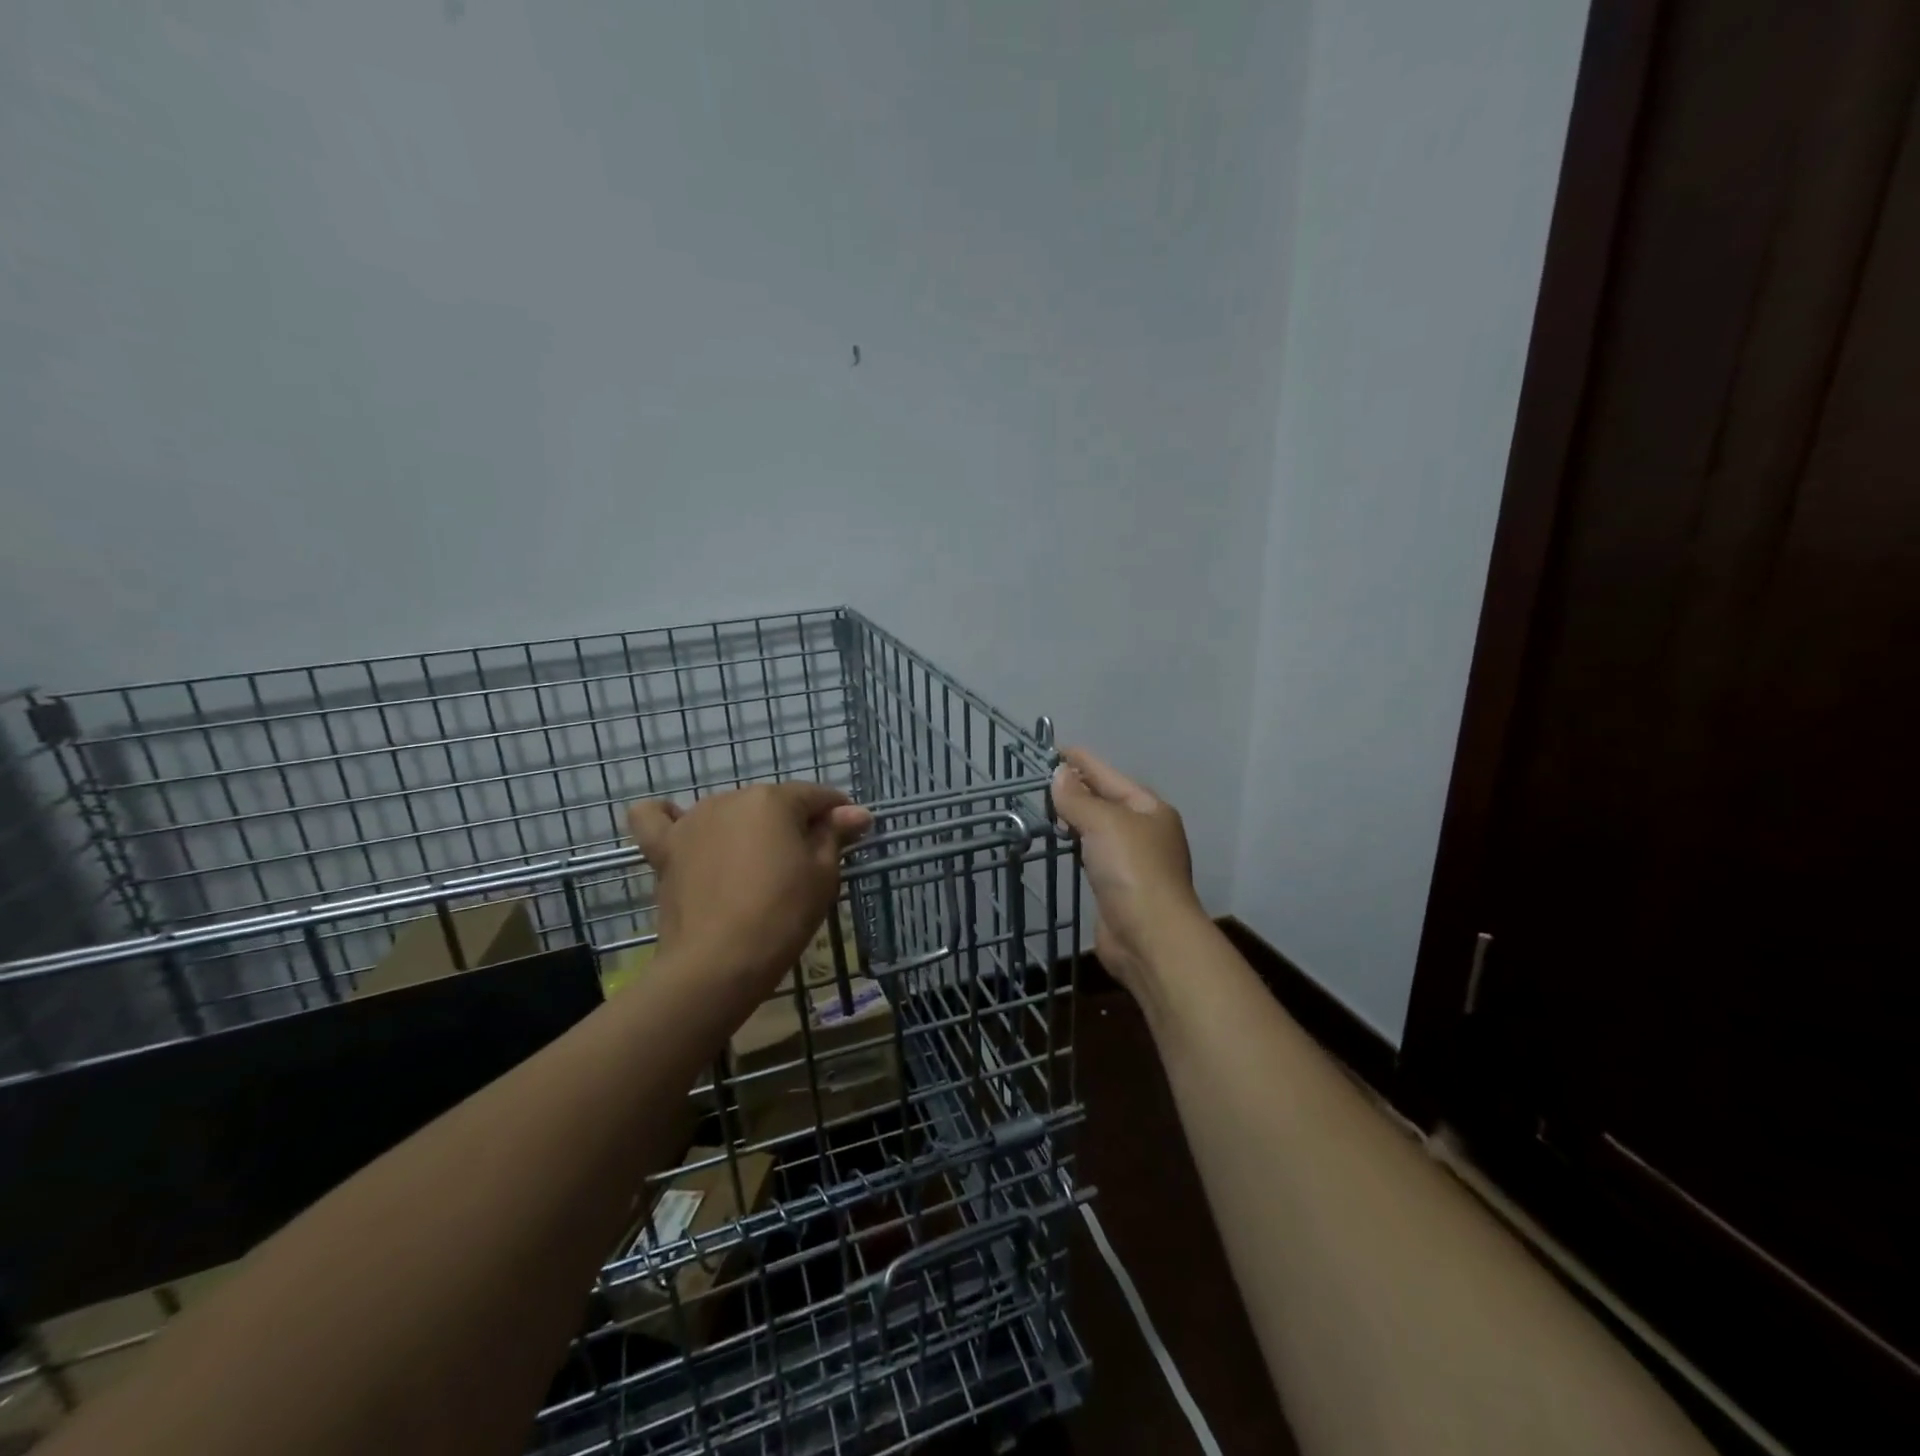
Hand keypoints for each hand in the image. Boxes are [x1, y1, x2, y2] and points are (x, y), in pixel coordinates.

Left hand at [628, 784, 872, 990]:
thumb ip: (836, 834)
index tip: (850, 838)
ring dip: (747, 829)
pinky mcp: (665, 849)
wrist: (718, 962)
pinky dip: (667, 817)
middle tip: (805, 865)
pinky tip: (679, 826)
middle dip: (793, 824)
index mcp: (774, 799)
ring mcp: (693, 822)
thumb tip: (856, 811)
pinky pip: (656, 820)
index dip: (838, 815)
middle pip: (773, 804)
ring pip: (730, 813)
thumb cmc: (782, 914)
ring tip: (756, 867)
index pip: (817, 797)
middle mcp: (731, 798)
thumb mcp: (824, 874)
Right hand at [1051, 747, 1203, 993]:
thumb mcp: (1103, 823)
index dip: (1083, 761)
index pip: (1110, 776)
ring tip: (1049, 806)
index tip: (1055, 749)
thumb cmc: (1132, 870)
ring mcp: (1135, 861)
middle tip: (1044, 778)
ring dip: (1077, 817)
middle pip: (1107, 801)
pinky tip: (1064, 842)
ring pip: (1101, 829)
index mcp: (1150, 809)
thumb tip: (1059, 773)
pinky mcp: (1120, 887)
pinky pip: (1095, 854)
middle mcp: (1146, 831)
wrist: (1150, 937)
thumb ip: (1078, 798)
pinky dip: (1079, 844)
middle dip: (1079, 788)